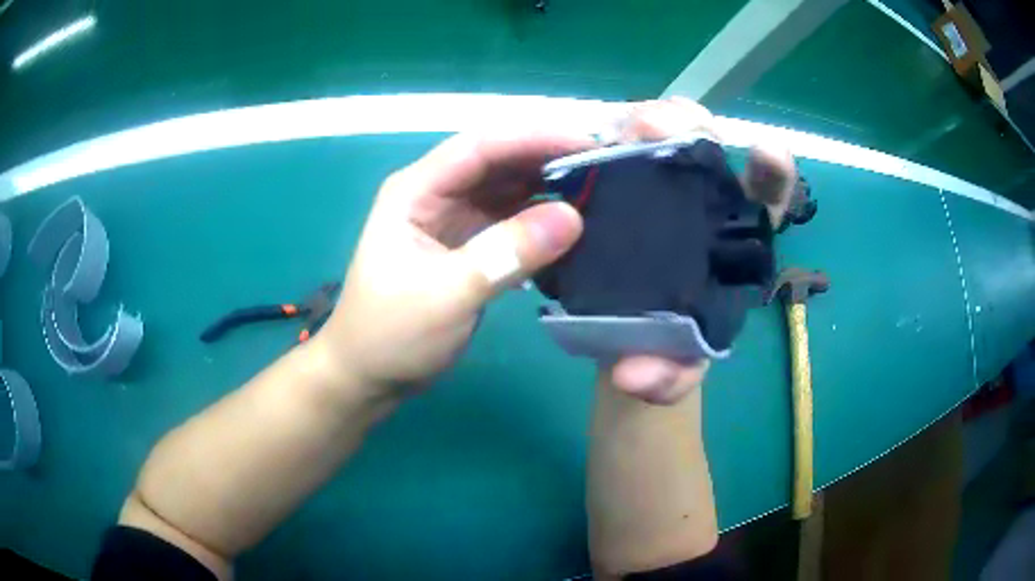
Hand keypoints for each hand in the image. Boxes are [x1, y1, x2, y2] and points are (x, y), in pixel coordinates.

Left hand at [317, 131, 594, 394]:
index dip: (535, 138)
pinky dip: (538, 219)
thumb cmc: (391, 334)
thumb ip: (507, 254)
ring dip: (547, 187)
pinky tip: (570, 225)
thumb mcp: (448, 294)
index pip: (481, 146)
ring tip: (598, 191)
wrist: (369, 375)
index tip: (588, 143)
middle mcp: (434, 194)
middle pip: (497, 161)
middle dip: (548, 158)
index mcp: (416, 190)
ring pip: (506, 188)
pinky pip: (509, 219)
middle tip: (604, 167)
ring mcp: (451, 218)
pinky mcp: (466, 244)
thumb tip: (572, 217)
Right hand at [607, 98, 797, 404]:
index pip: (765, 200)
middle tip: (675, 129)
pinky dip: (611, 136)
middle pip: (712, 150)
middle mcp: (703, 206)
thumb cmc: (665, 352)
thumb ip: (665, 378)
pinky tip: (596, 139)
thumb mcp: (673, 371)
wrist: (624, 342)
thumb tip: (631, 375)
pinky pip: (618, 149)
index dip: (771, 174)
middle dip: (698, 130)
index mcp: (735, 243)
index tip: (766, 152)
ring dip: (656, 122)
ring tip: (637, 129)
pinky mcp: (620, 188)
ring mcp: (659, 191)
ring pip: (667, 137)